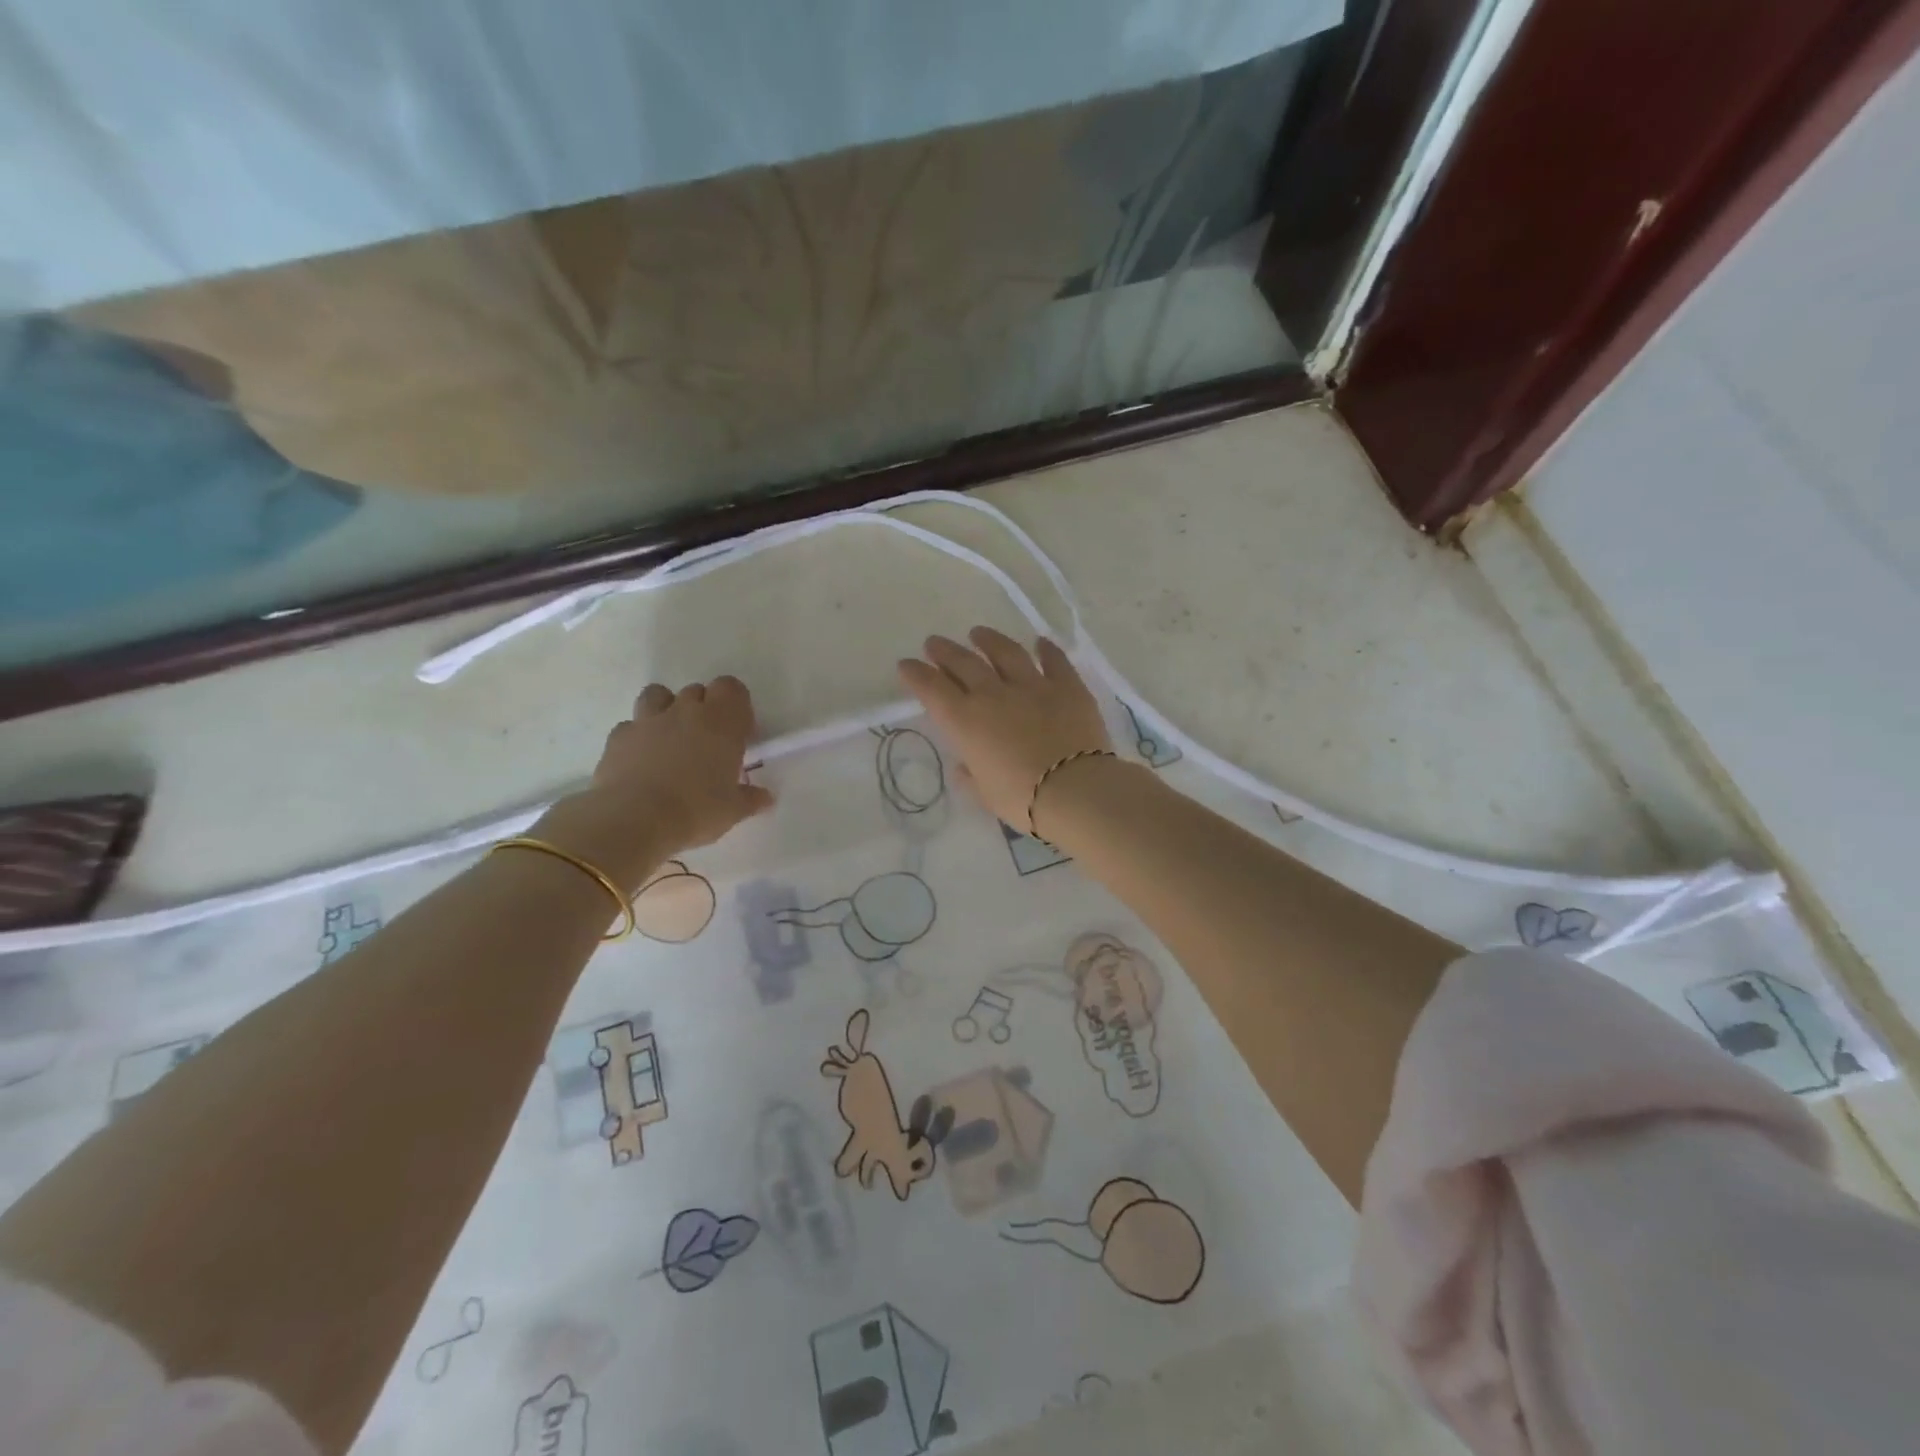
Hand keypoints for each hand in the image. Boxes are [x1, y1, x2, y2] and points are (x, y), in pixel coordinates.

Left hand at [536, 676, 773, 889]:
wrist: (633, 819)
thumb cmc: (695, 811)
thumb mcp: (732, 811)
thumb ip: (750, 799)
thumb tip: (766, 798)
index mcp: (721, 723)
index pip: (731, 688)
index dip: (735, 705)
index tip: (738, 732)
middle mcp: (685, 712)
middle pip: (697, 690)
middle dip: (704, 709)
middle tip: (707, 742)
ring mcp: (648, 720)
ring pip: (658, 694)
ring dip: (666, 709)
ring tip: (670, 739)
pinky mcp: (618, 737)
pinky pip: (631, 725)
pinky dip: (638, 736)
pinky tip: (641, 760)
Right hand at [897, 628, 1113, 831]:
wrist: (1074, 790)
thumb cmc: (1022, 799)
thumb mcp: (986, 794)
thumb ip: (971, 776)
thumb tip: (964, 767)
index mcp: (965, 721)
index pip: (932, 689)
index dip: (916, 674)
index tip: (906, 665)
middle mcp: (993, 694)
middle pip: (964, 663)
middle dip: (945, 651)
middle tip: (934, 643)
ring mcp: (1032, 685)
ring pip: (1006, 652)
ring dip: (989, 640)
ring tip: (979, 633)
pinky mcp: (1067, 686)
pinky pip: (1055, 661)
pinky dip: (1046, 650)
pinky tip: (1040, 642)